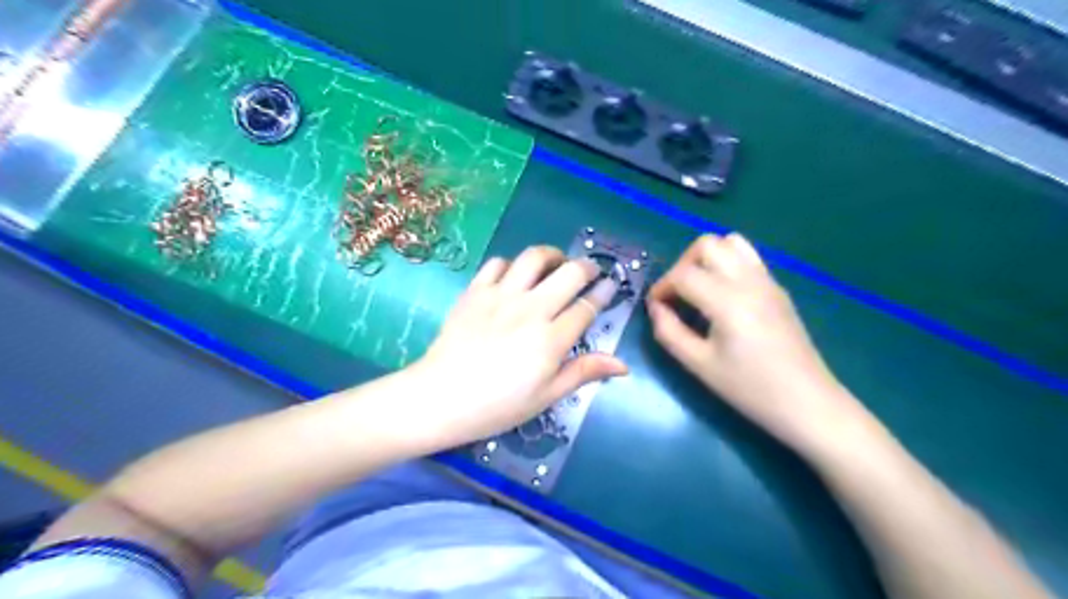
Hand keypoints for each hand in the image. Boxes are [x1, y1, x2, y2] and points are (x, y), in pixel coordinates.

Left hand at [411, 243, 628, 448]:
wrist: (440, 398)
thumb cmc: (497, 406)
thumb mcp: (546, 396)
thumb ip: (583, 372)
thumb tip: (622, 364)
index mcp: (551, 339)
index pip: (587, 307)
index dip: (603, 293)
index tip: (610, 285)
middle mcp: (530, 309)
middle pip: (568, 274)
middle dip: (586, 267)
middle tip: (590, 272)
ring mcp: (501, 296)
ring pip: (534, 258)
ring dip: (552, 255)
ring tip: (556, 263)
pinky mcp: (475, 291)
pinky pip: (498, 263)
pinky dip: (512, 264)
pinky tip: (515, 276)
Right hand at [647, 234, 861, 453]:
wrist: (808, 403)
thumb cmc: (750, 388)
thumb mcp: (699, 365)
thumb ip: (669, 332)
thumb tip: (655, 308)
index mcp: (728, 300)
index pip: (683, 274)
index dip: (661, 287)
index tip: (655, 308)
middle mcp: (748, 280)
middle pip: (707, 244)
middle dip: (683, 264)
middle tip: (677, 294)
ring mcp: (767, 281)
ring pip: (731, 243)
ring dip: (707, 258)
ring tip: (699, 288)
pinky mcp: (778, 289)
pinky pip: (748, 258)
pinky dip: (727, 264)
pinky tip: (722, 296)